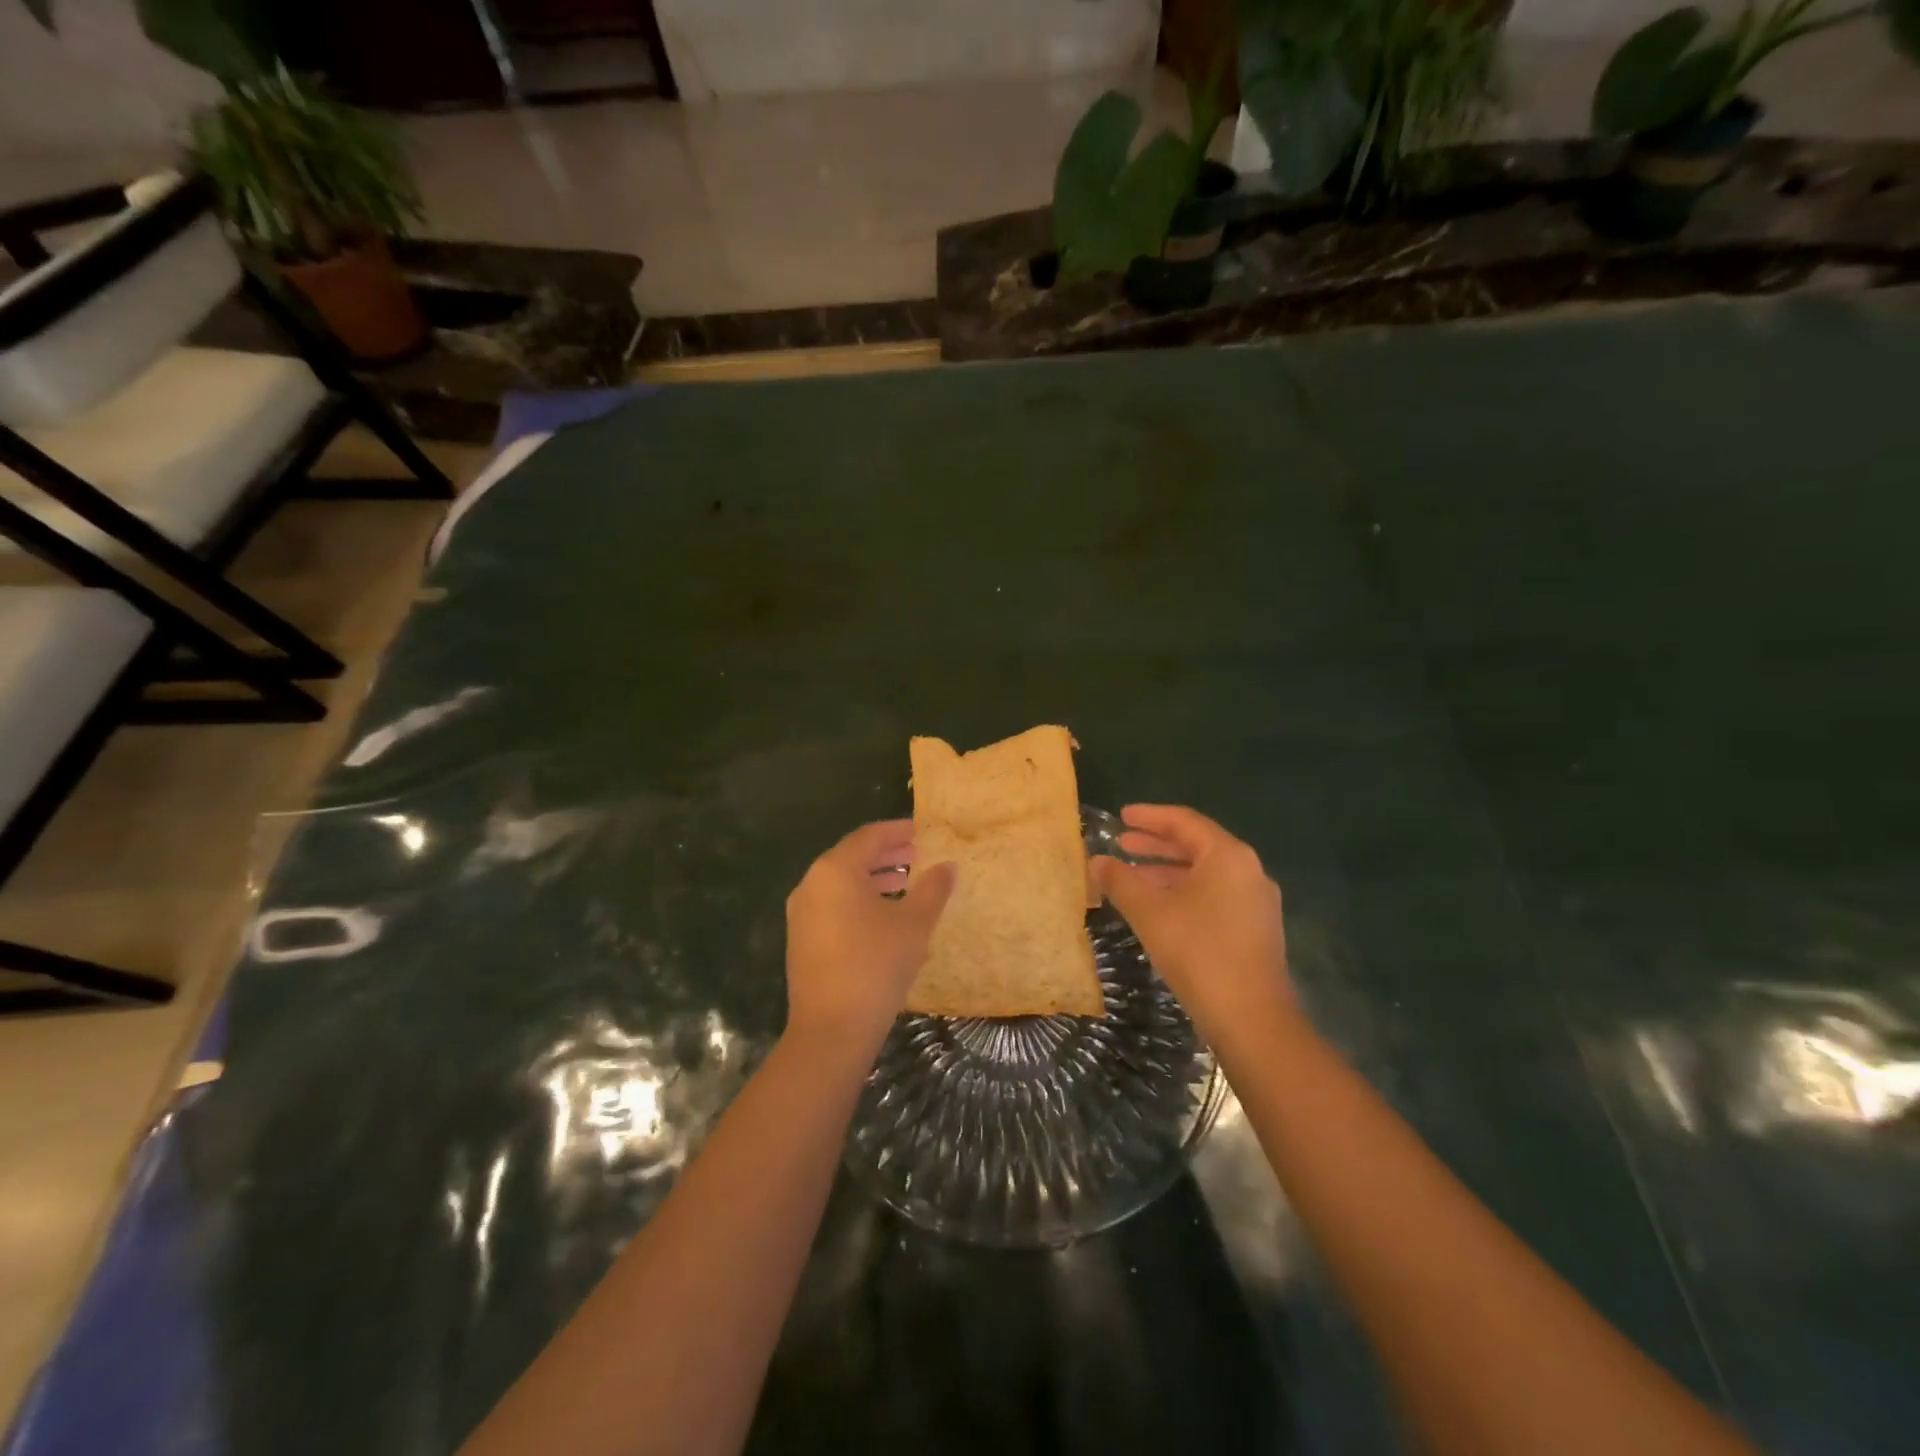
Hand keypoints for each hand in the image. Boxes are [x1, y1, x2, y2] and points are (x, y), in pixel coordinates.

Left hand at [784, 820, 956, 1052]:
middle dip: (887, 855)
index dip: (898, 831)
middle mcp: (812, 884)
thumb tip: (948, 866)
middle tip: (919, 856)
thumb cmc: (876, 965)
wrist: (831, 1029)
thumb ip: (933, 889)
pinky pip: (834, 905)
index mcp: (835, 870)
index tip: (923, 832)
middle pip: (853, 857)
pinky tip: (885, 917)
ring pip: (842, 883)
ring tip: (907, 884)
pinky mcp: (802, 940)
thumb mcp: (914, 924)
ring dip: (875, 879)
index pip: (869, 836)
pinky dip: (859, 901)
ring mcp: (802, 914)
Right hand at [1093, 804, 1293, 1045]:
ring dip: (1167, 871)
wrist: (1251, 1018)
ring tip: (1131, 877)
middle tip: (1121, 843)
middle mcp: (1248, 871)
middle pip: (1197, 846)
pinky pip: (1214, 896)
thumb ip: (1120, 881)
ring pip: (1205, 874)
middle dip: (1156, 844)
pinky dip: (1183, 892)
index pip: (1184, 821)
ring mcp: (1255, 902)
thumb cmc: (1199, 952)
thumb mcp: (1150, 912)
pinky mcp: (1254, 929)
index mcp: (1228, 856)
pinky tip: (1157, 908)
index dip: (1150, 817)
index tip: (1121, 816)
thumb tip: (1096, 861)